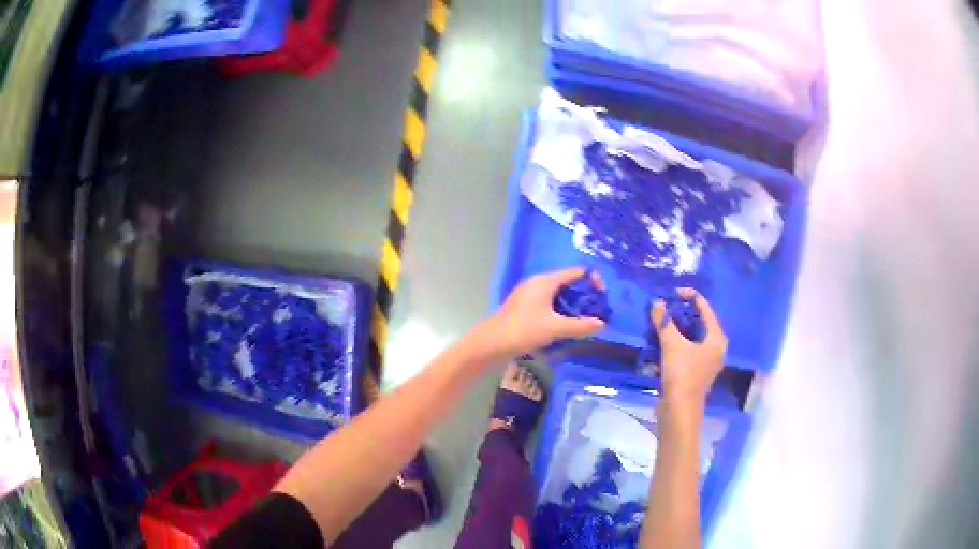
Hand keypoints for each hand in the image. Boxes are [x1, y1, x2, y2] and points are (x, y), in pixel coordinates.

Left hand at [488, 268, 605, 355]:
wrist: (491, 343)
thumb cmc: (524, 330)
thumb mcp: (555, 328)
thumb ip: (580, 325)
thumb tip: (601, 323)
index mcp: (545, 281)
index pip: (576, 272)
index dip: (592, 280)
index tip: (602, 296)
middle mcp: (537, 283)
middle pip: (567, 283)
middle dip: (583, 295)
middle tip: (596, 310)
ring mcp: (529, 294)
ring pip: (557, 295)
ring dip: (571, 305)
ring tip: (583, 320)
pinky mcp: (524, 307)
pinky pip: (548, 303)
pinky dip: (559, 311)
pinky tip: (565, 325)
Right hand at [651, 288, 727, 410]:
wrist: (679, 410)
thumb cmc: (682, 374)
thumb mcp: (672, 345)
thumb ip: (664, 322)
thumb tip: (657, 303)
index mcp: (716, 338)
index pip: (705, 308)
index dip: (690, 296)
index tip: (672, 292)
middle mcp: (715, 347)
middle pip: (699, 322)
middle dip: (681, 313)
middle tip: (665, 306)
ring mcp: (706, 361)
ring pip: (691, 337)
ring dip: (676, 328)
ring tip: (660, 320)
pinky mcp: (695, 372)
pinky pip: (686, 349)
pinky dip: (675, 343)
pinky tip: (660, 341)